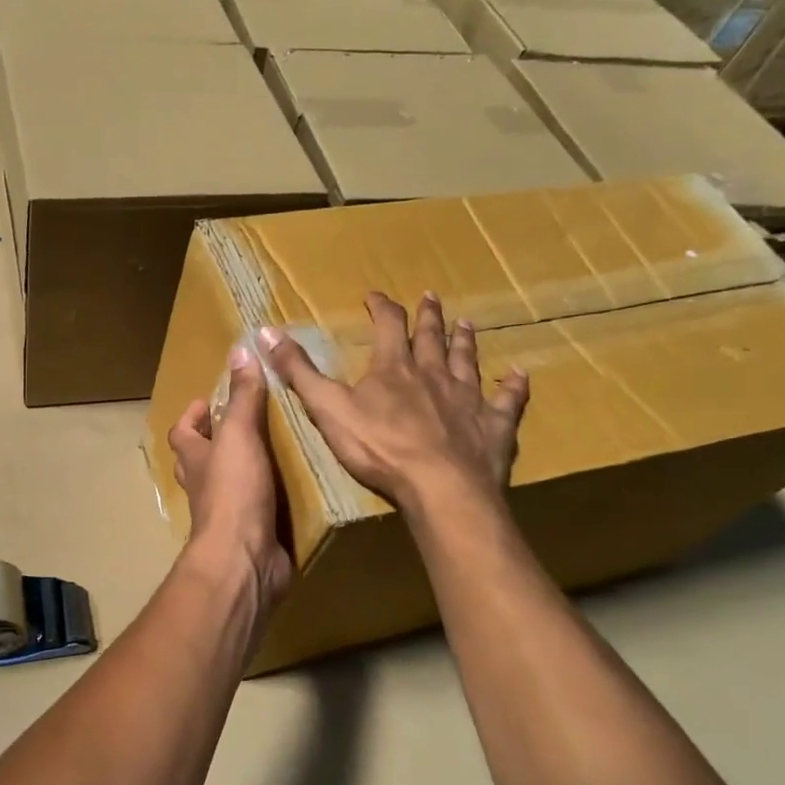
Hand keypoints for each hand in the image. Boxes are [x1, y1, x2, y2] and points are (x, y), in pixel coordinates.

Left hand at [168, 344, 292, 607]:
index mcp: (194, 459)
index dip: (193, 415)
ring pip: (228, 483)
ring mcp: (225, 512)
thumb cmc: (234, 492)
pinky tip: (293, 487)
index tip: (212, 400)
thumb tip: (239, 349)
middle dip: (218, 440)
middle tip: (249, 422)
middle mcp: (205, 485)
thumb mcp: (239, 435)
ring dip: (245, 468)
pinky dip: (269, 497)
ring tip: (277, 447)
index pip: (182, 431)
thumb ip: (242, 397)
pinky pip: (257, 508)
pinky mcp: (250, 533)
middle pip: (201, 458)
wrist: (244, 559)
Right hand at [257, 291, 528, 515]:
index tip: (374, 296)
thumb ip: (298, 371)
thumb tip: (265, 332)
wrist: (439, 487)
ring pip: (467, 361)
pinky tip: (519, 375)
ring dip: (464, 341)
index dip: (380, 308)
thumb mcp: (327, 408)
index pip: (387, 326)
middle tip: (431, 297)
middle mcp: (433, 374)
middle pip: (431, 337)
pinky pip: (507, 401)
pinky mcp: (493, 426)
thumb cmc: (379, 448)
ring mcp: (467, 398)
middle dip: (427, 316)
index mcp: (393, 369)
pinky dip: (513, 387)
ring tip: (466, 323)